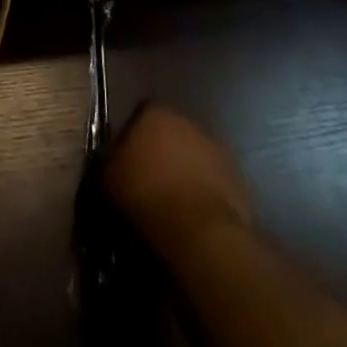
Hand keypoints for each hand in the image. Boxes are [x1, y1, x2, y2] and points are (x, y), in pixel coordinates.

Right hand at [102, 104, 252, 259]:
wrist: (199, 233)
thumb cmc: (146, 196)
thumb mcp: (107, 177)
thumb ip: (109, 158)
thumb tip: (112, 156)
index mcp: (155, 113)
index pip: (140, 114)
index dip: (133, 137)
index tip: (126, 161)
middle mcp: (188, 121)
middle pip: (170, 133)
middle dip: (162, 152)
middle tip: (149, 182)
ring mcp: (218, 149)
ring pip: (194, 157)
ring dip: (186, 172)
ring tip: (173, 203)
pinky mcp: (239, 179)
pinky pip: (214, 182)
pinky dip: (205, 193)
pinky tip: (194, 217)